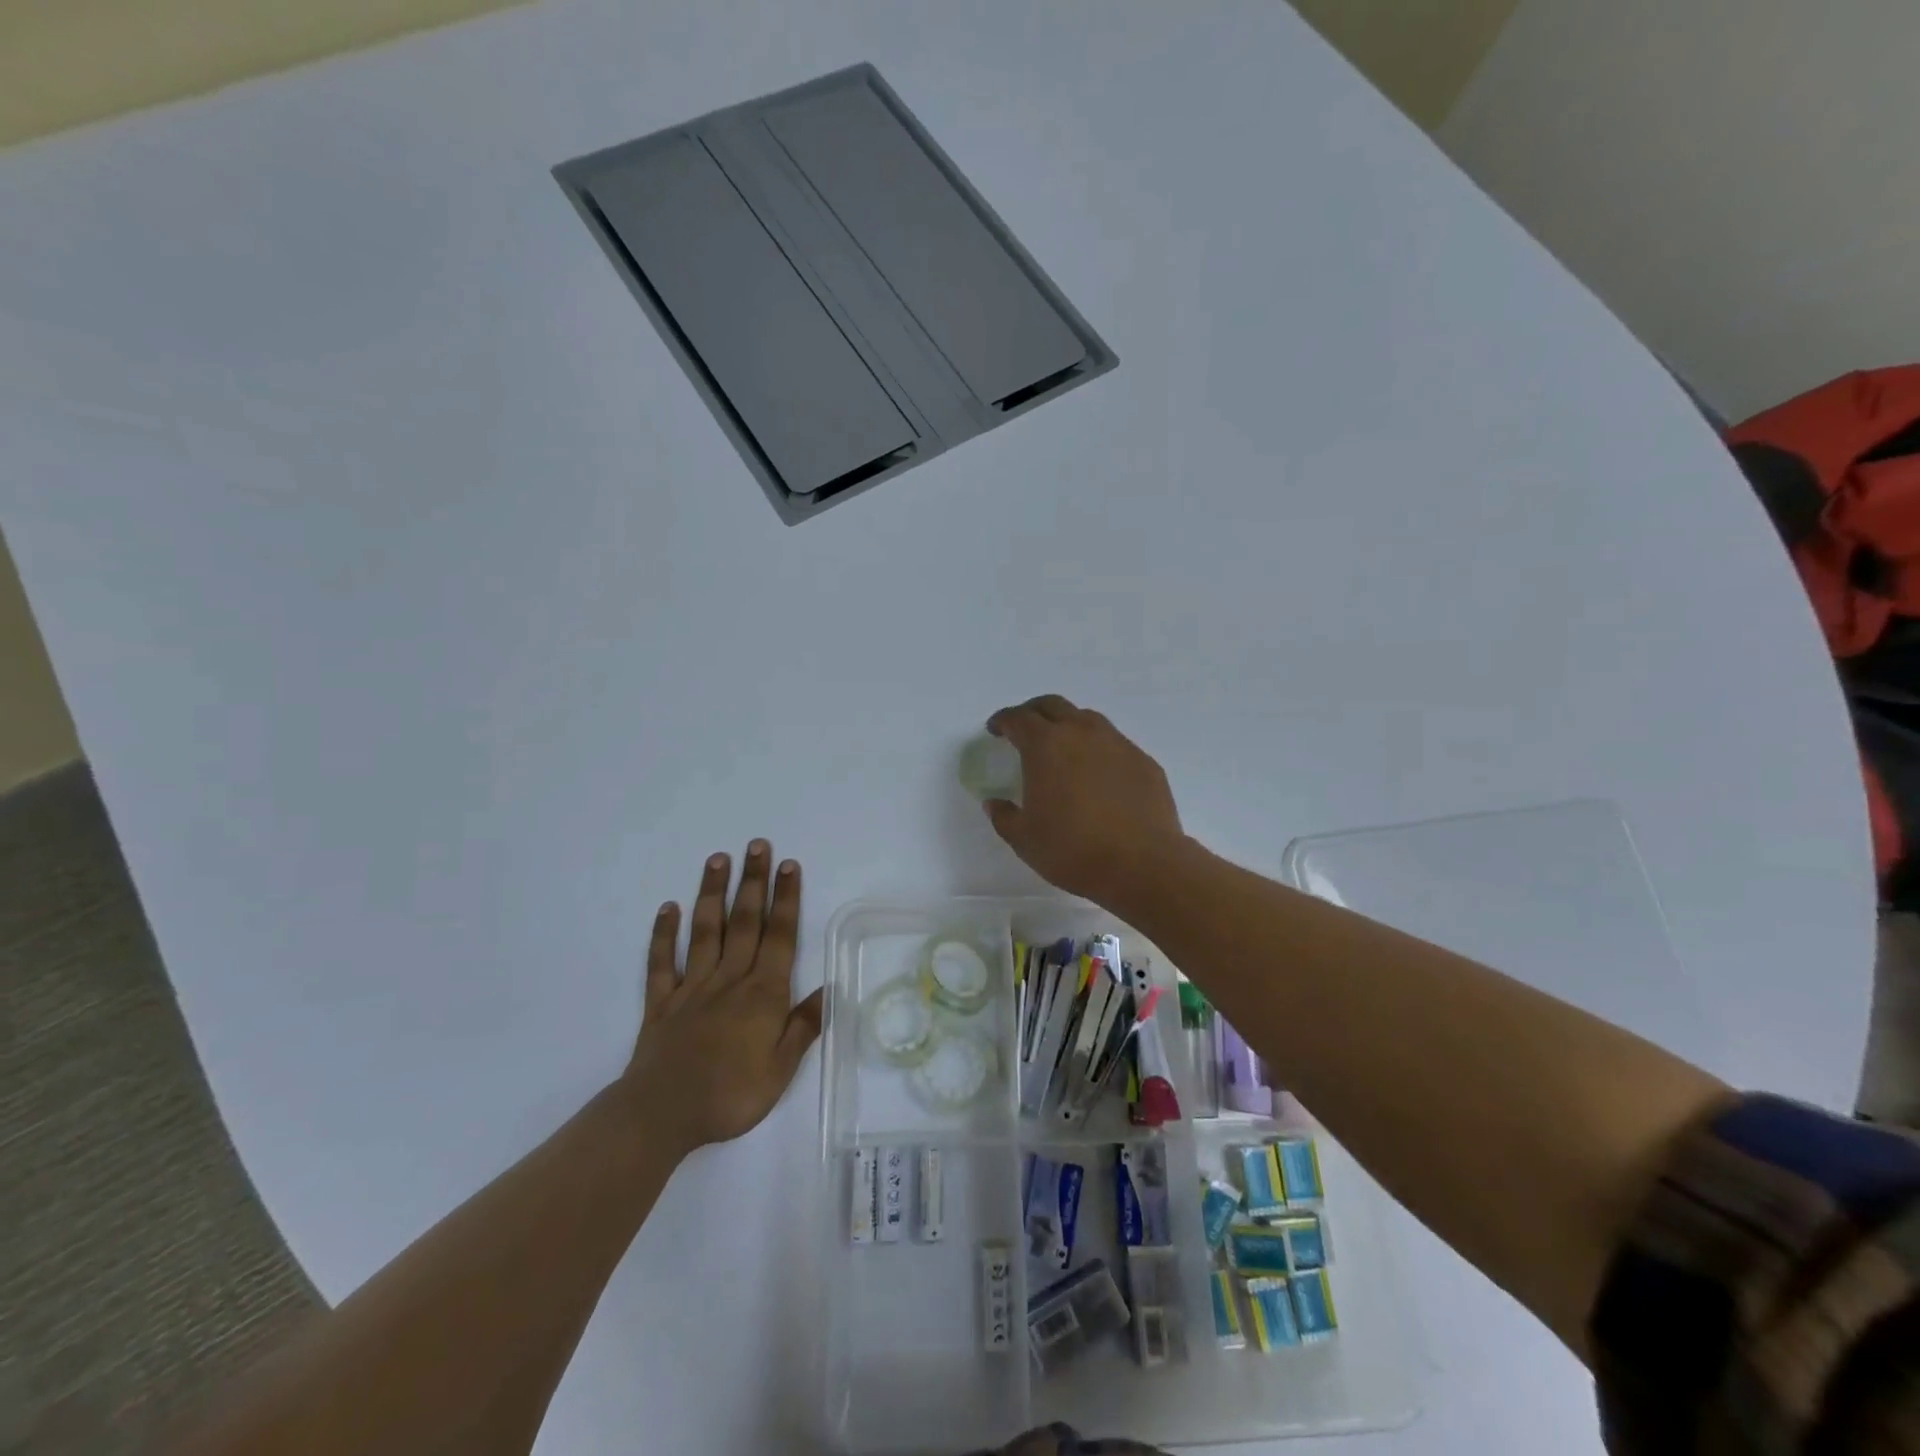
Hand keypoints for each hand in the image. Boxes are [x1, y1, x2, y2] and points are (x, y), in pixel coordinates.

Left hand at [622, 841, 823, 1153]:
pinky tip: (668, 908)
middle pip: (744, 922)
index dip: (786, 899)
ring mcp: (692, 988)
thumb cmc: (730, 1095)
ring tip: (718, 859)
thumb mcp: (781, 1070)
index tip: (789, 865)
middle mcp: (729, 979)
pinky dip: (664, 934)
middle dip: (754, 882)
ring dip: (713, 893)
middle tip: (757, 845)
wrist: (662, 1116)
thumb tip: (829, 990)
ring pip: (705, 932)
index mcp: (762, 993)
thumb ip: (803, 1026)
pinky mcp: (661, 1003)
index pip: (779, 936)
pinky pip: (662, 963)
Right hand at [981, 695, 1185, 909]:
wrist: (1142, 865)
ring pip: (1087, 719)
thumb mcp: (1024, 839)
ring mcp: (1117, 744)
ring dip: (1069, 725)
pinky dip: (1098, 750)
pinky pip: (1114, 744)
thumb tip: (994, 803)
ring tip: (1063, 749)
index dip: (1003, 721)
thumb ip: (1004, 816)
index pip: (1018, 718)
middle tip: (1025, 729)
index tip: (996, 730)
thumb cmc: (1072, 850)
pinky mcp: (1144, 761)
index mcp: (1045, 745)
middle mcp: (1081, 733)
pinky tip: (1098, 775)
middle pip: (1053, 706)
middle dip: (1034, 712)